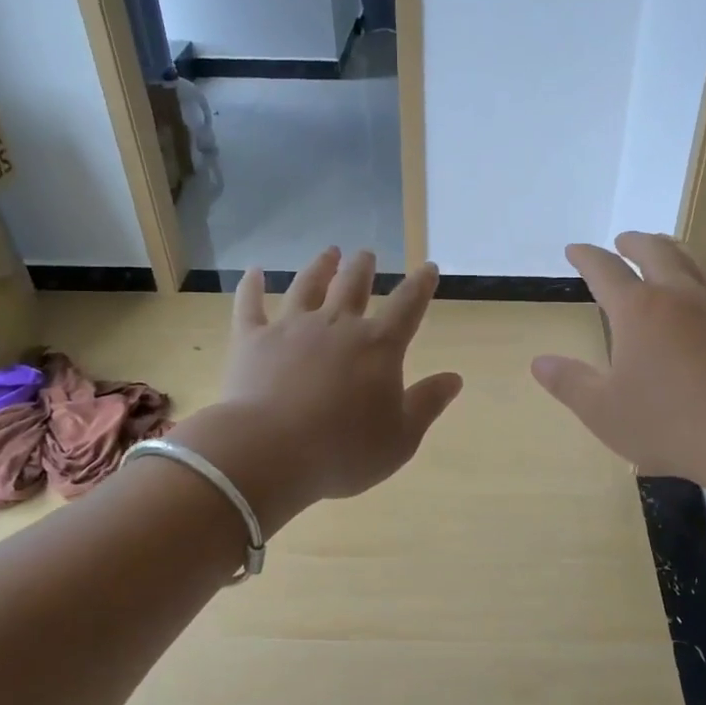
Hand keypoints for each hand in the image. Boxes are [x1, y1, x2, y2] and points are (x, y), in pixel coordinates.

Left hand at [181, 249, 462, 519]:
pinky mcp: (251, 340)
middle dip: (363, 267)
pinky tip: (254, 271)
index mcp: (378, 346)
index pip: (408, 306)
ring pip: (308, 285)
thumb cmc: (344, 450)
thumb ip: (427, 404)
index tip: (429, 268)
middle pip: (354, 285)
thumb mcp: (401, 438)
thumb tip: (454, 378)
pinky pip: (250, 305)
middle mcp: (337, 325)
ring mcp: (291, 328)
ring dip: (320, 266)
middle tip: (366, 254)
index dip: (421, 285)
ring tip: (329, 252)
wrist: (270, 452)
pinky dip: (252, 286)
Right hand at [532, 233, 705, 486]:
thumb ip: (569, 383)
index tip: (574, 250)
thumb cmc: (669, 425)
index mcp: (637, 311)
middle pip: (654, 251)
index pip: (604, 270)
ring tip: (667, 249)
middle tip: (623, 242)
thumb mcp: (603, 412)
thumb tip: (539, 362)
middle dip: (634, 242)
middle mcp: (679, 294)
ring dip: (676, 248)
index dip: (586, 257)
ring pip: (697, 259)